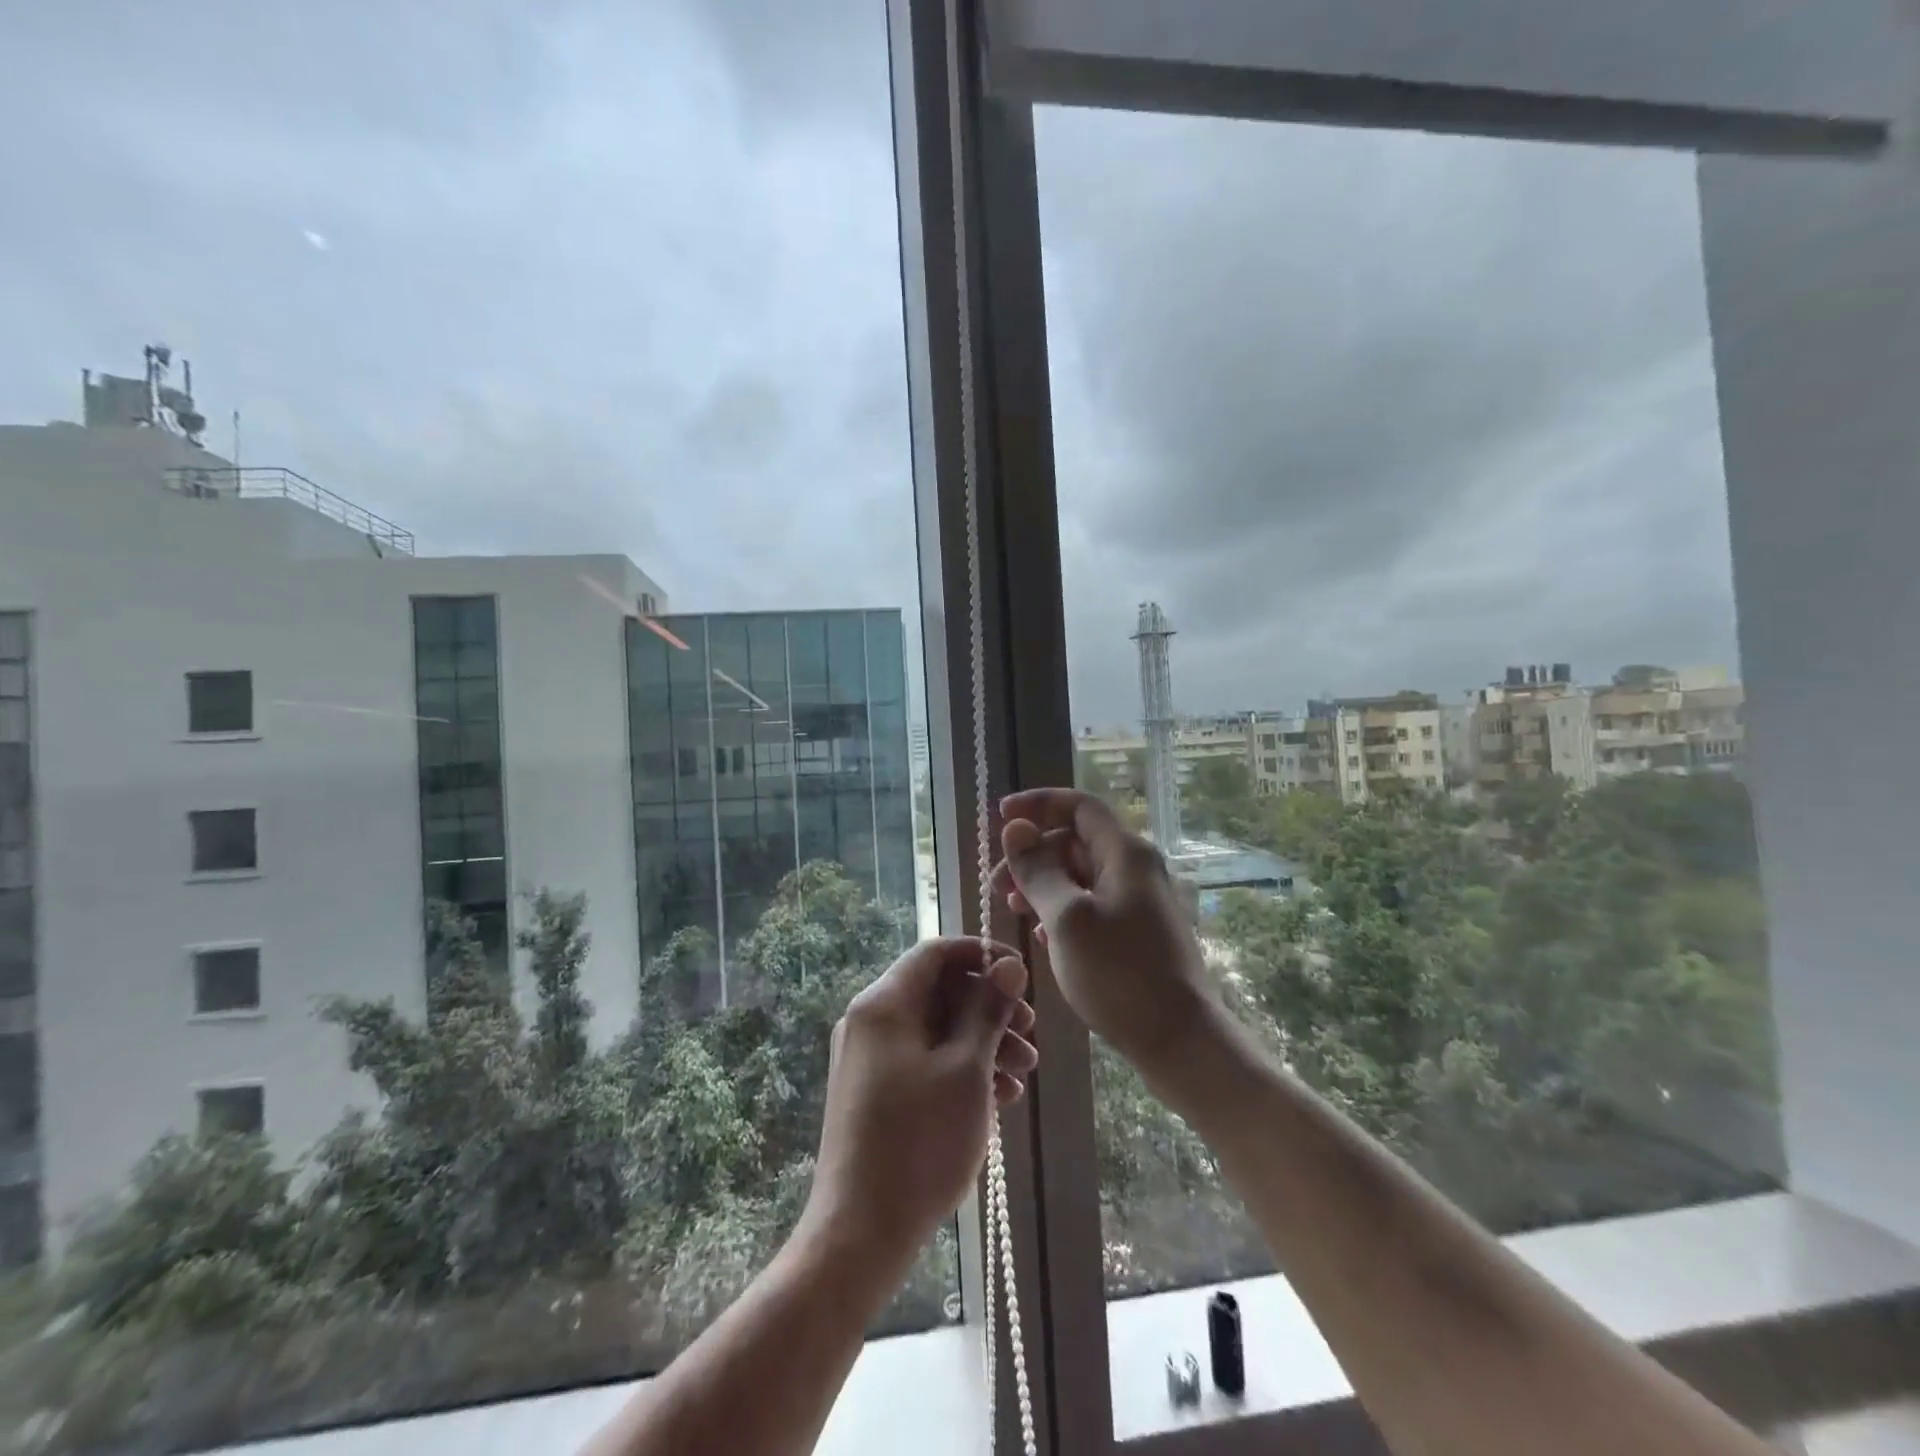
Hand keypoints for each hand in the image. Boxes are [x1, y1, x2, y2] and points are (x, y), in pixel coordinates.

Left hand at [804, 937, 1037, 1269]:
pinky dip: (960, 1069)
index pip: (935, 952)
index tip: (1020, 974)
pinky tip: (999, 1097)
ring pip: (935, 1029)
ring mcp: (869, 1058)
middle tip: (1031, 1035)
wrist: (860, 1233)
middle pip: (938, 992)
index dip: (981, 954)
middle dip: (989, 1008)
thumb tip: (1009, 965)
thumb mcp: (966, 1070)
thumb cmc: (919, 1143)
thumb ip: (988, 1010)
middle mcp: (870, 1020)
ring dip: (982, 1043)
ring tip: (1024, 1074)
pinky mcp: (874, 1091)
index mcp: (884, 1003)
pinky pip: (923, 1060)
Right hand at [991, 789, 1217, 1075]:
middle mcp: (1137, 867)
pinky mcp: (1139, 931)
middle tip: (997, 885)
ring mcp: (1140, 900)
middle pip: (1076, 841)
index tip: (1000, 816)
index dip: (1038, 804)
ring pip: (1082, 875)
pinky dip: (1062, 908)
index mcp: (1125, 853)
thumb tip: (1015, 828)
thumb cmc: (1121, 976)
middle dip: (1033, 854)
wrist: (1182, 1041)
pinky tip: (1041, 933)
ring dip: (1044, 883)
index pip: (1079, 806)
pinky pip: (1093, 904)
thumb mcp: (1066, 920)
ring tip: (1013, 909)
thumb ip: (1038, 870)